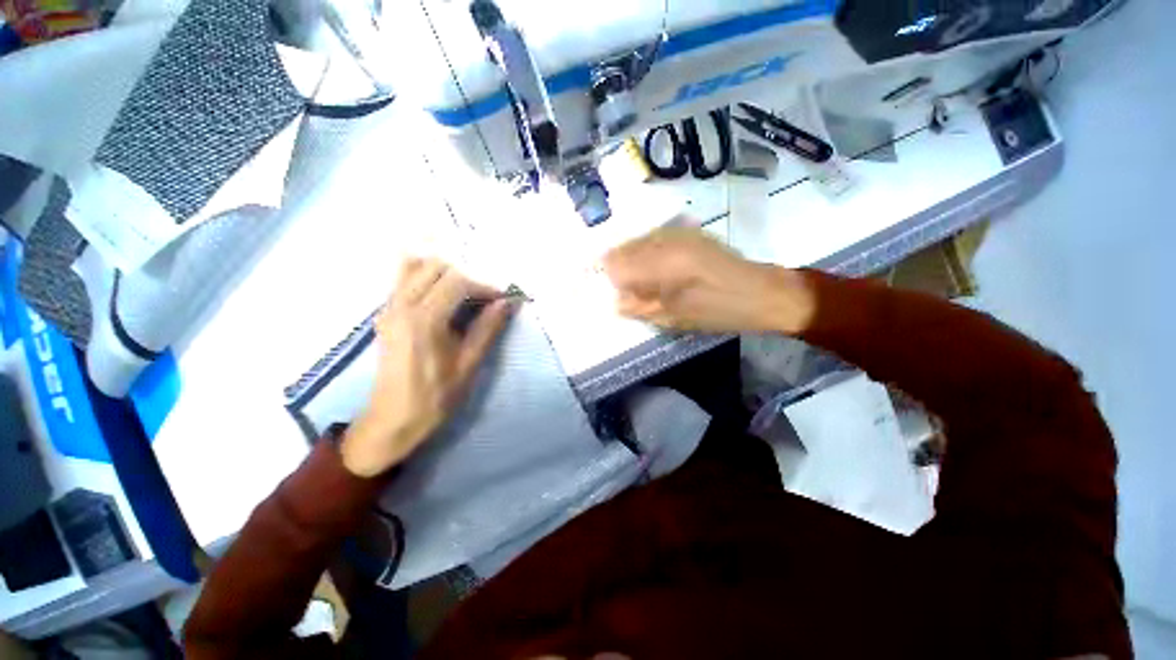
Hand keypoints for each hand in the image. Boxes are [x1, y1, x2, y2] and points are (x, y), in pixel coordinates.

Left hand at [340, 258, 514, 477]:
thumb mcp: (469, 364)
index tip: (501, 300)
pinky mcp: (384, 314)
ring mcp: (388, 307)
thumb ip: (488, 328)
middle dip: (465, 276)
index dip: (484, 286)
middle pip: (435, 267)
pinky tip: (442, 297)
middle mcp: (401, 305)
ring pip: (415, 267)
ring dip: (444, 274)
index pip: (457, 282)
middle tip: (483, 299)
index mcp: (424, 319)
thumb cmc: (436, 396)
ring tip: (464, 295)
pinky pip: (403, 280)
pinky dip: (425, 278)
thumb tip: (507, 302)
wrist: (393, 420)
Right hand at [603, 227, 813, 333]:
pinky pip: (656, 239)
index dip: (611, 279)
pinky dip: (649, 254)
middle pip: (625, 248)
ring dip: (634, 261)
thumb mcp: (676, 319)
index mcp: (662, 263)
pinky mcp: (690, 233)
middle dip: (620, 269)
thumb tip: (616, 302)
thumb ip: (641, 308)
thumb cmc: (719, 311)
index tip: (617, 295)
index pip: (616, 263)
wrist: (763, 293)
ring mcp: (679, 233)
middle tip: (629, 291)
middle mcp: (666, 240)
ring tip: (645, 283)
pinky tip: (659, 270)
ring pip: (639, 242)